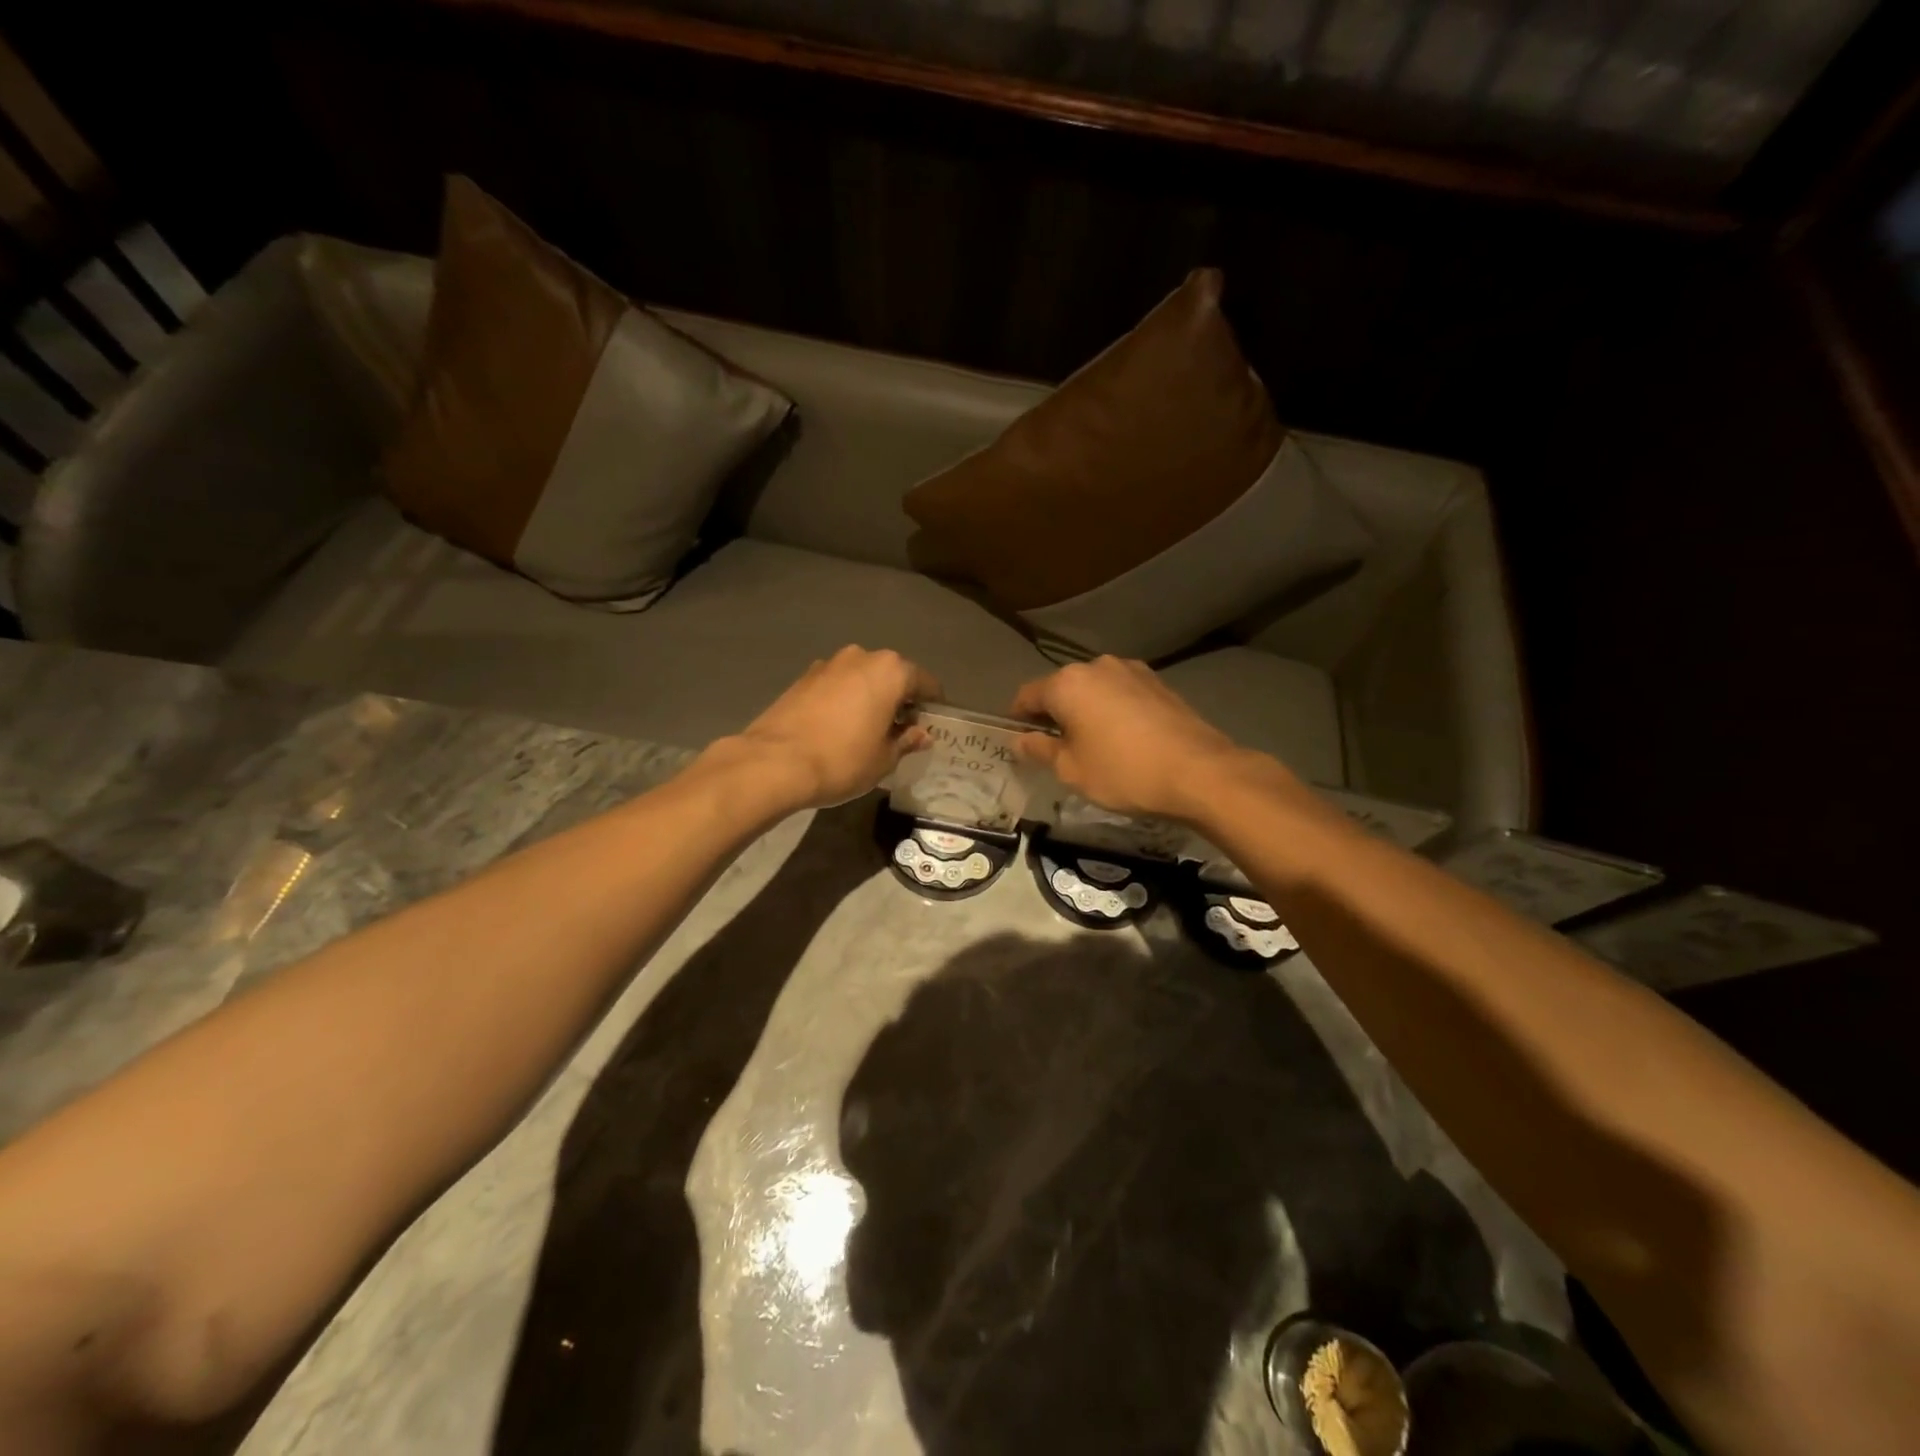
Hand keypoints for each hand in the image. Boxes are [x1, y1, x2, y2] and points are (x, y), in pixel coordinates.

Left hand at [735, 646, 941, 809]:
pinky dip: (844, 700)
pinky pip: (836, 686)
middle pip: (891, 675)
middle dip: (899, 699)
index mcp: (890, 670)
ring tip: (868, 730)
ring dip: (870, 697)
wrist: (774, 763)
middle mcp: (861, 657)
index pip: (925, 682)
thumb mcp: (884, 758)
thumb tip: (921, 734)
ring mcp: (827, 664)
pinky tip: (839, 728)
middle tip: (901, 730)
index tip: (932, 725)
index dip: (932, 705)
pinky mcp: (802, 678)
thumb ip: (906, 740)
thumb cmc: (842, 759)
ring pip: (861, 678)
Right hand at [1010, 656, 1276, 819]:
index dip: (1017, 719)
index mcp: (1067, 683)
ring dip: (1086, 711)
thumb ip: (1040, 750)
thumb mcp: (1071, 770)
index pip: (1027, 695)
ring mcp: (1132, 671)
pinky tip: (1124, 739)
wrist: (1198, 771)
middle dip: (1054, 714)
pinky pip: (1121, 694)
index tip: (1020, 741)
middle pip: (1062, 688)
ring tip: (1093, 744)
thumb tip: (1021, 739)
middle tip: (1056, 748)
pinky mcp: (1159, 683)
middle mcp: (1097, 666)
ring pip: (1094, 690)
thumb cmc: (1123, 772)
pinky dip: (1113, 711)